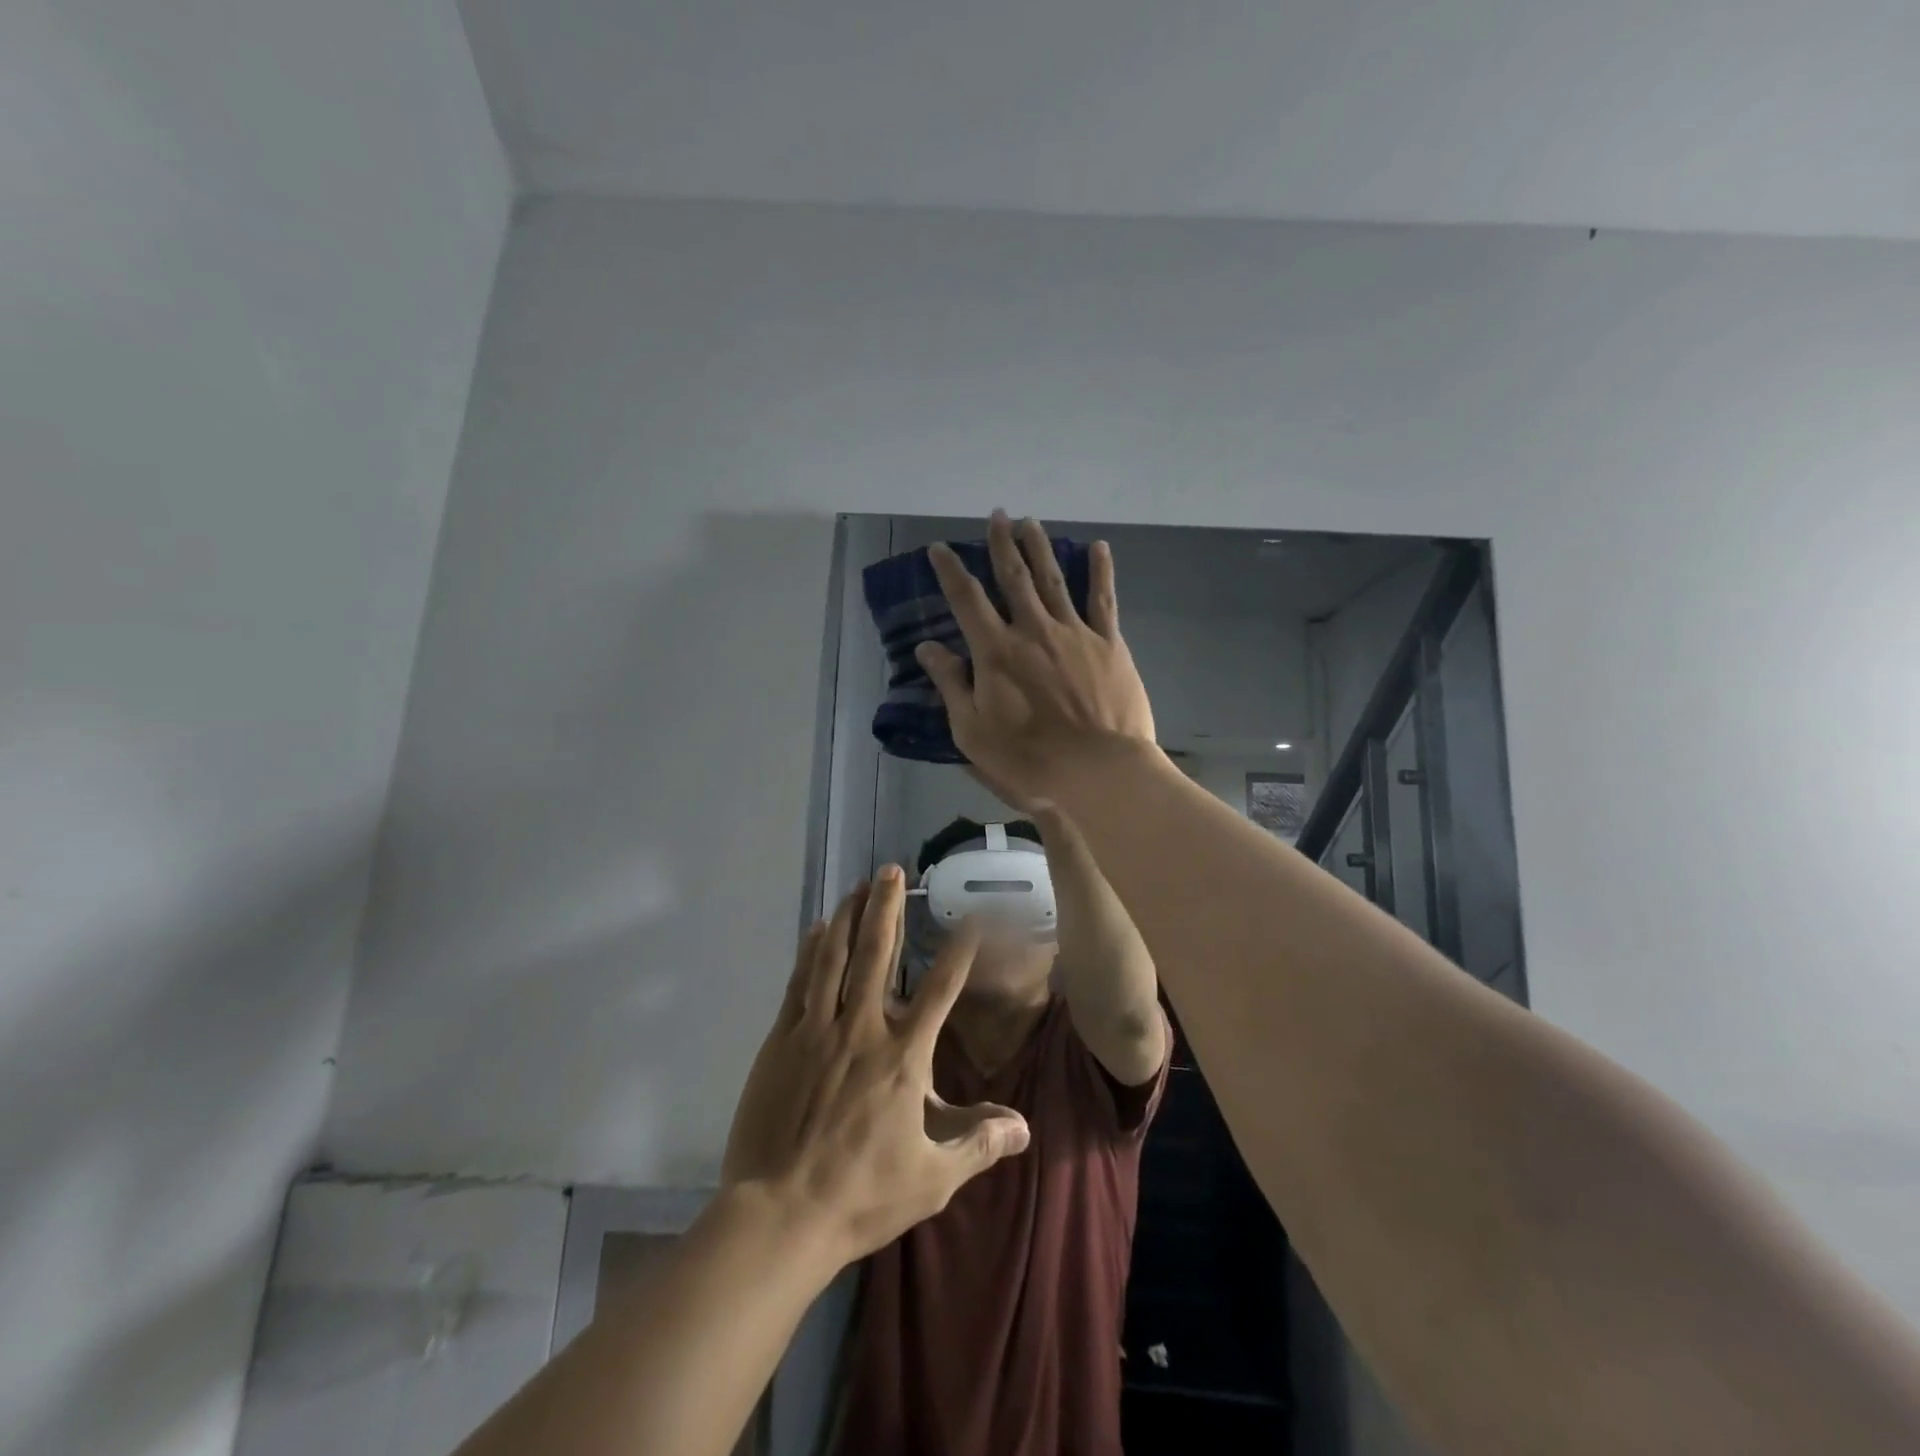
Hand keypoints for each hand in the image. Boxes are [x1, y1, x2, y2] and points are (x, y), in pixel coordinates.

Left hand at [721, 869, 1030, 1263]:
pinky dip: (811, 951)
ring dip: (849, 917)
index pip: (941, 989)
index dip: (959, 950)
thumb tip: (1023, 1127)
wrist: (781, 1215)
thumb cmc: (862, 1196)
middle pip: (878, 955)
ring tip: (858, 885)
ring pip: (835, 959)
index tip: (971, 917)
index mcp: (903, 1057)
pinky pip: (800, 983)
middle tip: (891, 870)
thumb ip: (978, 1144)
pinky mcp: (782, 1041)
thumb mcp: (932, 1179)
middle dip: (887, 908)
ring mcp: (817, 1031)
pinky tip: (818, 928)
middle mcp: (862, 1030)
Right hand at [917, 511, 1156, 806]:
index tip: (939, 548)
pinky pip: (1103, 600)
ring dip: (1040, 548)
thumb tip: (928, 648)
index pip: (967, 599)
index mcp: (996, 651)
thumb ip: (951, 685)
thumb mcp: (973, 731)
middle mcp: (1033, 630)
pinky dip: (1100, 572)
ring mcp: (1074, 633)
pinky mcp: (1109, 644)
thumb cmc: (1029, 758)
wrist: (1098, 770)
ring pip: (1054, 579)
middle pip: (1014, 577)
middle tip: (996, 515)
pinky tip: (1099, 547)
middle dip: (1002, 543)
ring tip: (1031, 522)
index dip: (951, 571)